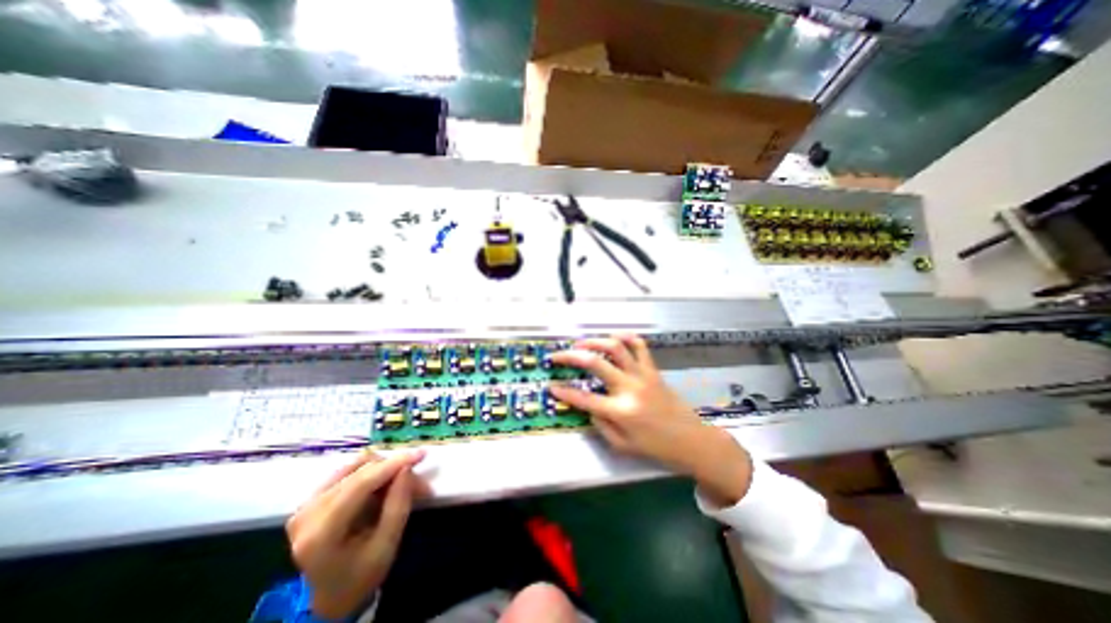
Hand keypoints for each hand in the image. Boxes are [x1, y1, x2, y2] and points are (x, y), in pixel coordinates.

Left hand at [285, 449, 427, 618]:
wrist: (328, 597)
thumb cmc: (360, 576)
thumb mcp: (386, 547)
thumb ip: (398, 506)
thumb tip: (406, 468)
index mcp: (321, 533)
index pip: (361, 484)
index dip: (393, 464)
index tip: (421, 454)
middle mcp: (307, 512)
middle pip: (361, 472)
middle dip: (395, 471)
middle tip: (419, 484)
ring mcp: (305, 504)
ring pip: (356, 466)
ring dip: (384, 470)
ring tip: (401, 485)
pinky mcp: (310, 499)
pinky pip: (347, 471)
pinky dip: (371, 472)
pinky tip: (382, 484)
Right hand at [547, 335, 750, 506]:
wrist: (693, 441)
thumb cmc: (657, 448)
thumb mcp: (623, 446)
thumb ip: (601, 424)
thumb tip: (588, 406)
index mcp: (621, 411)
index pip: (584, 398)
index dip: (564, 392)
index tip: (550, 386)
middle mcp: (629, 388)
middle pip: (595, 363)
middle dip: (570, 357)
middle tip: (557, 355)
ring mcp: (643, 375)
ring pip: (616, 347)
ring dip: (595, 341)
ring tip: (581, 343)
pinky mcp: (653, 370)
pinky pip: (640, 346)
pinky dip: (625, 337)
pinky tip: (613, 337)